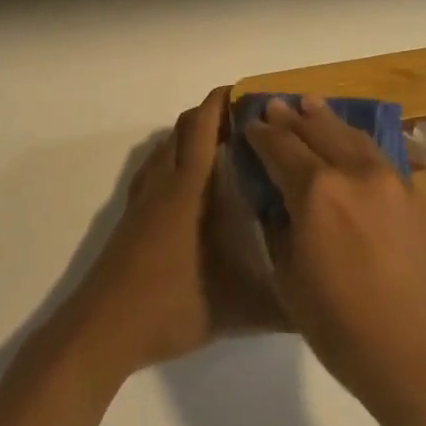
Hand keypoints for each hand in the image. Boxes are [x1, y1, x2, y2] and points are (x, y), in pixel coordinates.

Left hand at [61, 88, 283, 379]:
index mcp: (190, 189)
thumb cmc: (171, 307)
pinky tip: (193, 187)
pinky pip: (155, 169)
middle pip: (185, 128)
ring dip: (193, 136)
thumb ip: (284, 306)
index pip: (204, 126)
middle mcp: (164, 182)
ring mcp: (143, 198)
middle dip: (214, 114)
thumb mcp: (237, 310)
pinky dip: (175, 159)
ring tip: (228, 149)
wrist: (102, 331)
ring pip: (167, 147)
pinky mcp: (131, 216)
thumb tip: (324, 303)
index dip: (223, 101)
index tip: (253, 93)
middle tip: (252, 123)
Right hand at [244, 96, 425, 409]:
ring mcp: (395, 182)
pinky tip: (354, 149)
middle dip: (293, 118)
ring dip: (329, 121)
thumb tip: (280, 203)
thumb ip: (281, 229)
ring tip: (313, 107)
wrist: (424, 357)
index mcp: (317, 191)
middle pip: (319, 131)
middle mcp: (356, 173)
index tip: (249, 125)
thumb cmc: (343, 328)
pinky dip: (359, 147)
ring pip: (355, 138)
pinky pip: (383, 161)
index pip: (280, 148)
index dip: (261, 134)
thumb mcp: (290, 279)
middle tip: (276, 106)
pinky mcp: (421, 199)